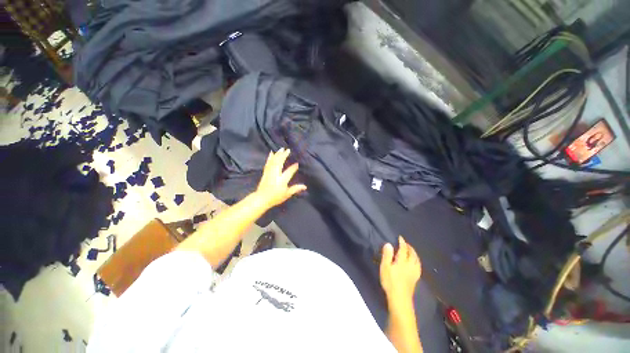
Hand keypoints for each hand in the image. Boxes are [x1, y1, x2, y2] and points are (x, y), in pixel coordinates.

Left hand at [255, 148, 306, 207]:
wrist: (261, 199)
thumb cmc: (275, 197)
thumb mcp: (287, 194)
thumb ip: (295, 189)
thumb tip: (305, 186)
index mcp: (281, 180)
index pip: (289, 172)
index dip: (293, 167)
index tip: (297, 163)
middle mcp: (275, 174)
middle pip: (279, 163)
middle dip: (284, 156)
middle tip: (288, 150)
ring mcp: (269, 173)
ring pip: (273, 161)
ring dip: (277, 154)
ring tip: (281, 149)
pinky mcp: (265, 172)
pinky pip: (268, 163)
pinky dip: (270, 157)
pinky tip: (271, 153)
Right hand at [380, 236, 421, 304]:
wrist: (400, 299)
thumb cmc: (390, 282)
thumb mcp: (385, 267)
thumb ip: (387, 255)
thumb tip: (389, 244)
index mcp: (402, 261)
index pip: (403, 249)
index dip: (402, 242)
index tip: (400, 237)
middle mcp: (410, 265)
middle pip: (412, 254)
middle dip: (409, 247)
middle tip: (405, 243)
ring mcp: (414, 272)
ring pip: (417, 260)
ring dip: (414, 253)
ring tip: (411, 251)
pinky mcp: (415, 278)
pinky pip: (418, 266)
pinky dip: (417, 261)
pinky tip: (415, 263)